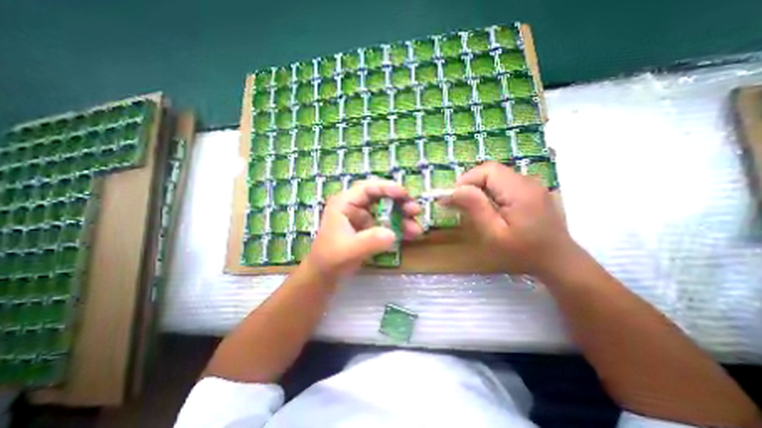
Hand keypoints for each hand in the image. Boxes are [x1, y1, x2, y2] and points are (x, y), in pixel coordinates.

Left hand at [303, 179, 421, 280]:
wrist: (324, 276)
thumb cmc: (330, 259)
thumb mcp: (349, 250)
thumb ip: (369, 241)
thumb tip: (392, 234)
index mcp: (345, 203)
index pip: (368, 188)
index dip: (388, 188)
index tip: (405, 195)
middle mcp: (354, 207)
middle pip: (380, 197)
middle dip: (399, 203)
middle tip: (416, 210)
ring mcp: (362, 218)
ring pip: (385, 211)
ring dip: (402, 217)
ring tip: (417, 229)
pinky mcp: (367, 229)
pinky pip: (386, 224)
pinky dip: (398, 228)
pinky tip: (410, 235)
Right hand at [445, 161, 581, 277]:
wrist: (558, 261)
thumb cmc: (523, 252)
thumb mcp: (494, 234)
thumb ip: (475, 208)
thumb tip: (455, 190)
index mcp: (519, 190)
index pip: (487, 170)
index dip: (466, 180)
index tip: (454, 198)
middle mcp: (527, 181)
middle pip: (490, 171)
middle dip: (471, 184)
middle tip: (460, 204)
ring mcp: (531, 184)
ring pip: (496, 176)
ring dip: (479, 188)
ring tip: (473, 207)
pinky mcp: (531, 191)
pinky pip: (504, 183)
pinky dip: (490, 191)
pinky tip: (489, 208)